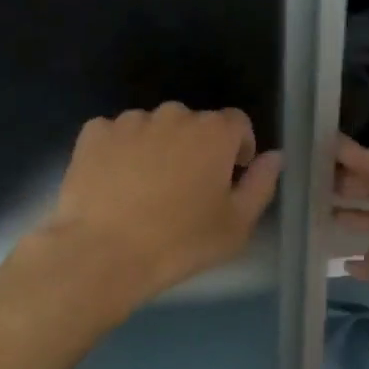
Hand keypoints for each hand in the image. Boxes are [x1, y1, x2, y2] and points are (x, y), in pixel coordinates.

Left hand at [25, 103, 281, 310]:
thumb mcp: (237, 224)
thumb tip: (274, 157)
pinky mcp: (94, 134)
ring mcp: (130, 121)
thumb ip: (261, 184)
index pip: (237, 123)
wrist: (104, 253)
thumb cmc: (181, 242)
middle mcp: (173, 115)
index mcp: (214, 132)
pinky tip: (115, 184)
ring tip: (146, 188)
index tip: (229, 177)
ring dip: (158, 147)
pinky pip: (116, 135)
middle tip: (186, 189)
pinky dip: (120, 151)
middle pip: (193, 124)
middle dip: (196, 148)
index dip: (237, 148)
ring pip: (153, 127)